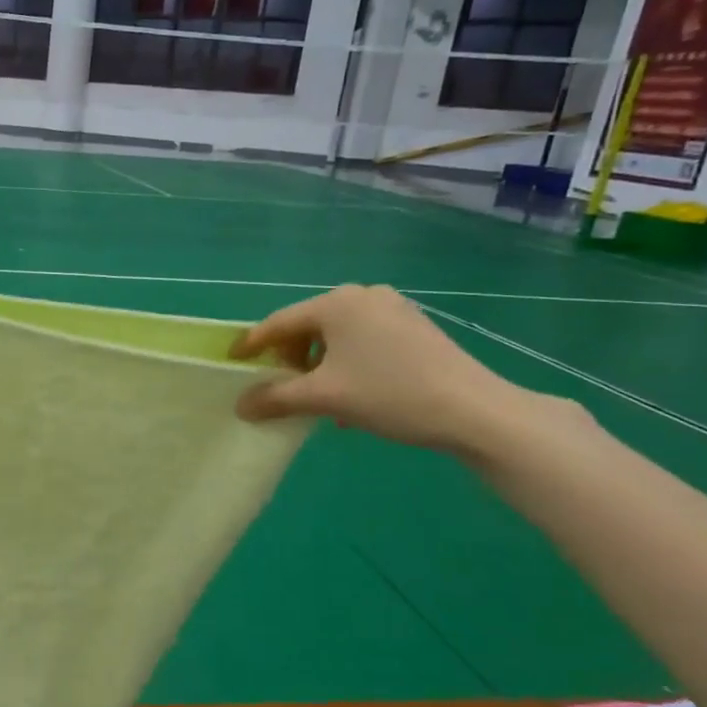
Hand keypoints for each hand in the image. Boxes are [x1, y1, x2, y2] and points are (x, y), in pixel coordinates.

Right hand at [231, 284, 528, 451]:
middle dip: (291, 358)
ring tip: (319, 397)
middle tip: (283, 387)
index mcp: (336, 303)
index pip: (279, 323)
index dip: (252, 344)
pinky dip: (346, 363)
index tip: (231, 360)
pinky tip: (352, 395)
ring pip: (337, 336)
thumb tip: (240, 406)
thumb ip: (275, 398)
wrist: (474, 411)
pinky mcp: (414, 327)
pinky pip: (362, 341)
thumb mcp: (324, 398)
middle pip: (308, 326)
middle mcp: (362, 296)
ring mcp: (393, 309)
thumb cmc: (390, 394)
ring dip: (319, 365)